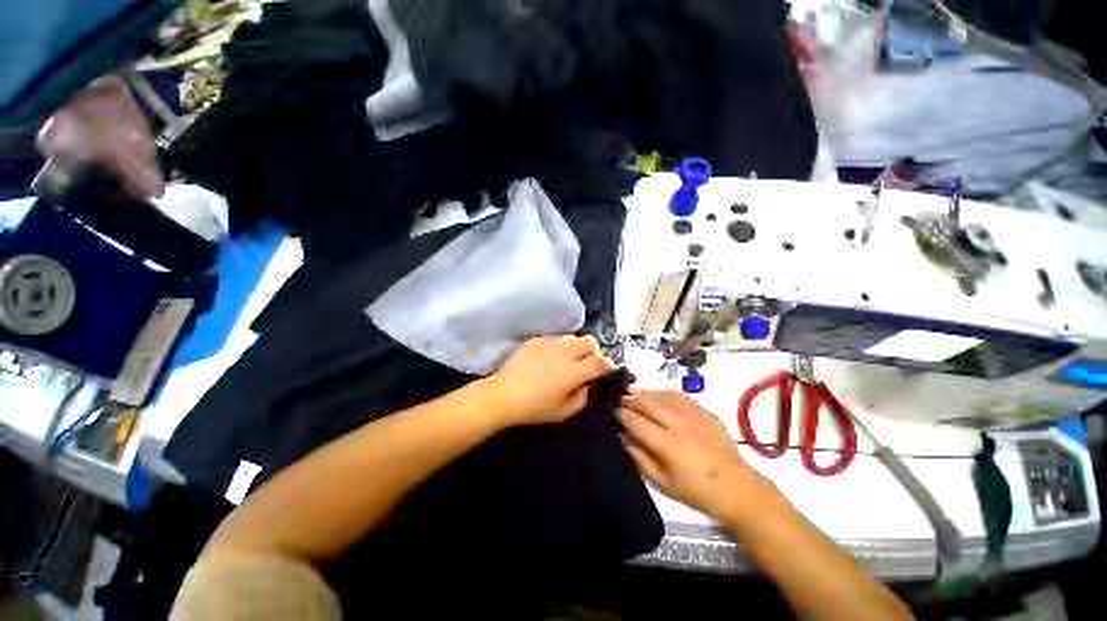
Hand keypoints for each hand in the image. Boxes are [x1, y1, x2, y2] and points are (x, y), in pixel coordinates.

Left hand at [484, 336, 616, 425]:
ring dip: (575, 348)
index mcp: (573, 371)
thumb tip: (588, 384)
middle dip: (594, 352)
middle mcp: (564, 351)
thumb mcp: (564, 412)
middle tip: (586, 365)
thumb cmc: (534, 408)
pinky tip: (548, 359)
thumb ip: (583, 397)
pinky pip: (554, 339)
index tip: (608, 371)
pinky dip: (558, 347)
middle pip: (589, 341)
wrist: (503, 395)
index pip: (600, 362)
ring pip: (572, 338)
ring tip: (566, 361)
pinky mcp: (536, 339)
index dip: (609, 366)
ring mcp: (549, 342)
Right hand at [618, 391, 766, 524]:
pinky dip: (663, 392)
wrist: (738, 489)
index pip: (636, 421)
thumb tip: (623, 437)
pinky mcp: (704, 411)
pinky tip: (656, 395)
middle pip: (647, 402)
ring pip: (662, 394)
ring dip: (644, 393)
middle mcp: (679, 424)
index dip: (621, 414)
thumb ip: (640, 458)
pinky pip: (679, 395)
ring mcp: (694, 415)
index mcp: (668, 445)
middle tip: (620, 400)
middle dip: (630, 399)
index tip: (612, 412)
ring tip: (633, 394)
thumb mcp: (663, 484)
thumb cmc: (697, 491)